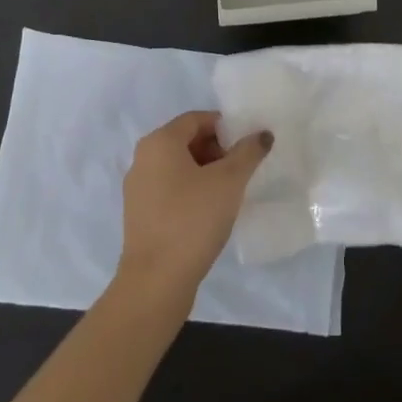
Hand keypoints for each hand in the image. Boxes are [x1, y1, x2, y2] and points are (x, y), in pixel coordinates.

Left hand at [115, 112, 271, 309]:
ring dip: (206, 172)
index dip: (225, 127)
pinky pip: (170, 189)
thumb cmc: (192, 220)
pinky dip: (191, 191)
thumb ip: (248, 152)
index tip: (247, 146)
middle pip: (186, 141)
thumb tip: (262, 134)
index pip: (197, 119)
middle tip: (241, 170)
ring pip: (178, 167)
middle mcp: (143, 159)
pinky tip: (210, 212)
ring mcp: (138, 188)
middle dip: (217, 150)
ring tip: (230, 192)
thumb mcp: (229, 181)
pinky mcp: (140, 215)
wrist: (156, 282)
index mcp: (159, 142)